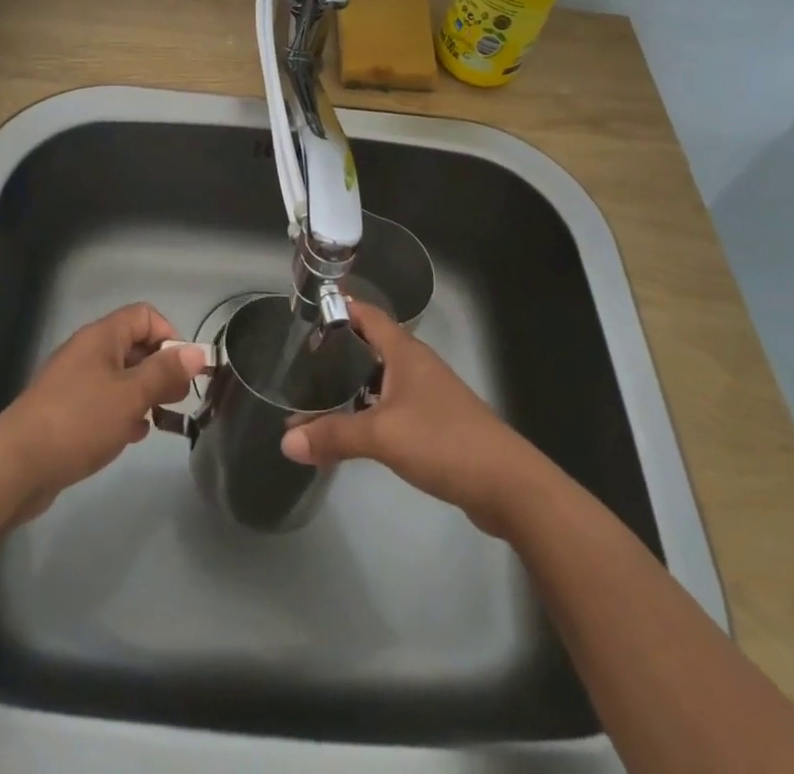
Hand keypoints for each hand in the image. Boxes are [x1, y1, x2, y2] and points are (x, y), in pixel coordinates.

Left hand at [0, 303, 207, 522]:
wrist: (16, 467)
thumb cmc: (79, 421)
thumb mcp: (131, 395)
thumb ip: (165, 373)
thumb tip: (197, 352)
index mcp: (101, 337)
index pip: (145, 315)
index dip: (169, 335)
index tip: (182, 369)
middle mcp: (87, 352)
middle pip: (134, 345)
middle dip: (160, 369)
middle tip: (177, 399)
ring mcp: (74, 382)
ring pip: (120, 376)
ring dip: (143, 394)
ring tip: (158, 421)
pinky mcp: (65, 411)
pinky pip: (103, 401)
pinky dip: (122, 412)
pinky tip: (131, 436)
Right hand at [279, 299, 539, 535]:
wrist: (508, 485)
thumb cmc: (444, 441)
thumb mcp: (382, 435)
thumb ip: (333, 435)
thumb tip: (285, 441)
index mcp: (405, 352)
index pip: (367, 314)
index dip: (339, 308)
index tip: (306, 313)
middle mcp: (416, 365)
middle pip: (372, 345)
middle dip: (339, 349)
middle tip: (301, 360)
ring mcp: (428, 394)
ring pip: (381, 378)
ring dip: (352, 383)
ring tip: (317, 395)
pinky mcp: (436, 423)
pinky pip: (393, 405)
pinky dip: (370, 409)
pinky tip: (353, 428)